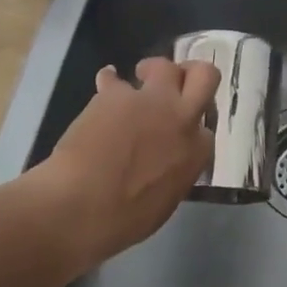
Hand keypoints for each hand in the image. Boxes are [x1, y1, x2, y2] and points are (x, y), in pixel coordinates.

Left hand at [34, 57, 220, 264]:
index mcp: (196, 153)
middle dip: (193, 72)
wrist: (80, 206)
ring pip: (165, 66)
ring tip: (138, 77)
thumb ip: (174, 173)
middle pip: (206, 76)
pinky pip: (113, 78)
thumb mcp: (164, 202)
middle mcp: (181, 119)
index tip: (179, 129)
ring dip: (153, 69)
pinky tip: (103, 84)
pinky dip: (108, 80)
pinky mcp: (116, 94)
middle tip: (179, 79)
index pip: (207, 127)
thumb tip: (165, 163)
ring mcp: (150, 101)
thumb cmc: (123, 220)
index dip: (192, 125)